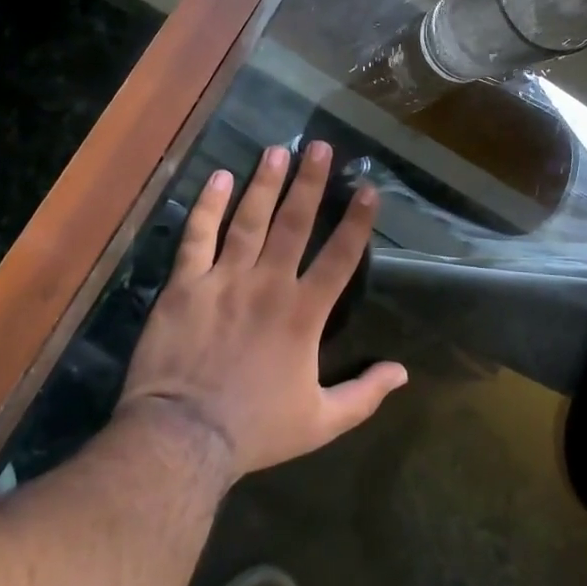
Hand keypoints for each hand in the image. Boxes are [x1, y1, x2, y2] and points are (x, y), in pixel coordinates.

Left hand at [118, 142, 406, 481]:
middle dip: (310, 182)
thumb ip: (364, 395)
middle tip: (320, 146)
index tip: (368, 188)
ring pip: (249, 220)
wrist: (182, 439)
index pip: (340, 257)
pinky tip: (219, 178)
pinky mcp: (185, 284)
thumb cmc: (255, 430)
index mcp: (304, 313)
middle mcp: (269, 284)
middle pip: (294, 223)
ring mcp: (224, 279)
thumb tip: (404, 373)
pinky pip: (197, 236)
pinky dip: (208, 206)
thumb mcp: (320, 422)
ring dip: (265, 183)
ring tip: (277, 150)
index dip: (357, 221)